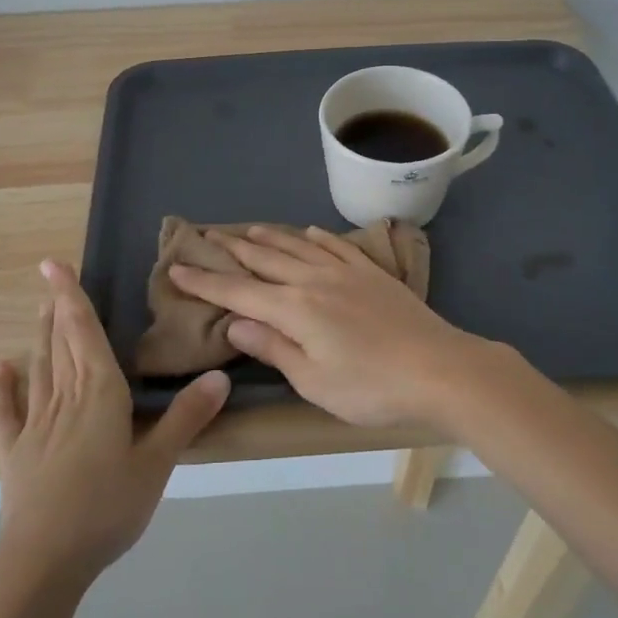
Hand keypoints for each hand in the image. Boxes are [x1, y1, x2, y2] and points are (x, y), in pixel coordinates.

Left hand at [0, 260, 228, 582]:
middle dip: (58, 309)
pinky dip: (3, 388)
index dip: (72, 297)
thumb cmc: (107, 507)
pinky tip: (0, 367)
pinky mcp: (14, 453)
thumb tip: (219, 375)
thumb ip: (186, 418)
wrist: (44, 561)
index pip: (85, 333)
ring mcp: (35, 425)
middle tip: (50, 279)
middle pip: (61, 344)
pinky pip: (7, 412)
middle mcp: (65, 398)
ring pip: (39, 369)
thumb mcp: (157, 464)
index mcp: (101, 394)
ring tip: (39, 309)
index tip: (54, 264)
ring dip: (40, 337)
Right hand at [169, 226, 515, 427]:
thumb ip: (274, 347)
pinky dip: (316, 237)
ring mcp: (346, 272)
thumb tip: (236, 322)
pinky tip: (309, 232)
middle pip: (265, 260)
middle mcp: (314, 280)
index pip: (238, 291)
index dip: (205, 281)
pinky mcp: (372, 273)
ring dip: (270, 237)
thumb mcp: (314, 381)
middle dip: (233, 250)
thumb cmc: (372, 387)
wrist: (439, 368)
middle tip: (209, 237)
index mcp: (295, 309)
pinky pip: (336, 246)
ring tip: (248, 230)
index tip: (177, 268)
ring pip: (298, 246)